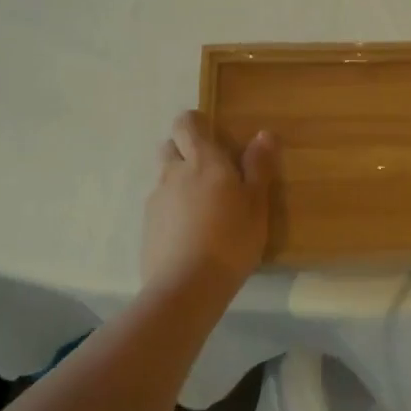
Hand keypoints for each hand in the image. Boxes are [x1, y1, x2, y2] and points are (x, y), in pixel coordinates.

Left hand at [141, 111, 277, 303]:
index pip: (186, 124)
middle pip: (169, 146)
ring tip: (202, 206)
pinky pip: (159, 205)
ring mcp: (156, 200)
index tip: (211, 133)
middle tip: (210, 170)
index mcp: (203, 161)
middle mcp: (173, 173)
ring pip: (164, 177)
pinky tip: (190, 232)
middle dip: (184, 150)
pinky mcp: (147, 226)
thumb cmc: (231, 240)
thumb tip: (263, 134)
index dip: (194, 122)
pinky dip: (172, 209)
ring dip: (178, 180)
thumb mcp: (256, 204)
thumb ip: (258, 167)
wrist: (186, 287)